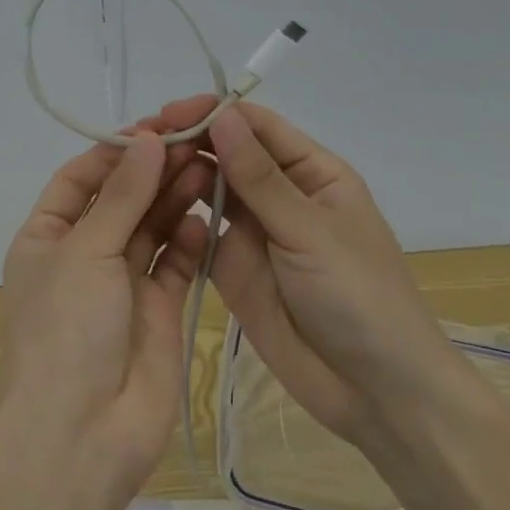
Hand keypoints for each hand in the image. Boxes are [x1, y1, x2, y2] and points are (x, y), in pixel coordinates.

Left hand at [0, 125, 208, 492]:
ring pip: (152, 227)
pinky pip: (175, 264)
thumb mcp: (86, 251)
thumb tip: (148, 139)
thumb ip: (121, 195)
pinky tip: (206, 219)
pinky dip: (189, 241)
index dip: (116, 151)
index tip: (155, 127)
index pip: (80, 177)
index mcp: (47, 235)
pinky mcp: (157, 311)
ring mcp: (121, 283)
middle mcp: (82, 254)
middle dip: (153, 171)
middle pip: (121, 199)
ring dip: (175, 198)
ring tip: (208, 167)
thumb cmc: (66, 329)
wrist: (81, 438)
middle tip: (196, 140)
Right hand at [155, 96, 463, 445]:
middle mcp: (279, 192)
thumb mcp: (310, 231)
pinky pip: (198, 228)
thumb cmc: (360, 298)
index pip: (256, 125)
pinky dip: (175, 214)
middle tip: (139, 139)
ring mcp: (253, 229)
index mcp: (311, 171)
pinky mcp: (230, 263)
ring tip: (135, 168)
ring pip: (208, 186)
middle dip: (187, 140)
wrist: (375, 395)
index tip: (169, 114)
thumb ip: (259, 177)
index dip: (214, 114)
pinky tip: (146, 207)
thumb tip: (221, 116)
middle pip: (226, 151)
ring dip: (177, 172)